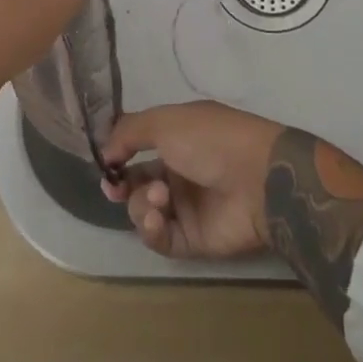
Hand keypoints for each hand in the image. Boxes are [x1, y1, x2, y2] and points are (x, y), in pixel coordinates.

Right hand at [99, 102, 284, 258]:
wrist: (257, 179)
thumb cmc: (211, 140)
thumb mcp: (165, 121)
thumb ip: (129, 132)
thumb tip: (105, 152)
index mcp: (177, 138)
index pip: (138, 147)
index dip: (118, 155)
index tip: (105, 163)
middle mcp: (179, 171)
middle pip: (136, 182)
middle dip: (122, 185)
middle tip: (114, 187)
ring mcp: (186, 207)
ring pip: (144, 210)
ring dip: (141, 203)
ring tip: (158, 197)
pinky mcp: (193, 240)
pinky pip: (160, 238)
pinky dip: (152, 229)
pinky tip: (156, 216)